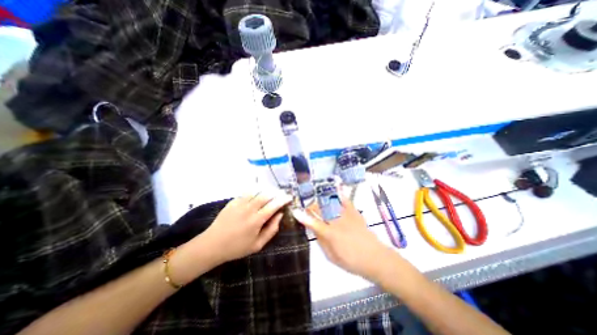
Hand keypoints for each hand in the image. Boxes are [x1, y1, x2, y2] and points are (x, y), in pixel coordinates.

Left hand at [189, 191, 293, 266]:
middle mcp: (249, 208)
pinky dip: (256, 191)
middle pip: (266, 195)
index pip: (274, 205)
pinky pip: (247, 192)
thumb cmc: (237, 247)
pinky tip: (258, 194)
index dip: (283, 199)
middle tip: (282, 194)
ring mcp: (240, 203)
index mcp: (257, 220)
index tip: (289, 197)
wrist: (212, 245)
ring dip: (267, 190)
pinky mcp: (233, 201)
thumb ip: (271, 230)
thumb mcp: (258, 245)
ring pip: (257, 191)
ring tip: (272, 193)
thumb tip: (279, 215)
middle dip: (276, 193)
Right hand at [294, 192, 392, 277]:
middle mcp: (336, 222)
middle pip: (320, 210)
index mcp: (330, 234)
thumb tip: (314, 230)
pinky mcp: (355, 213)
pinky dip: (340, 194)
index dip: (303, 217)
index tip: (295, 211)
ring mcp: (346, 216)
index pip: (313, 223)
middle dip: (311, 206)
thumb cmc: (351, 261)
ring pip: (331, 204)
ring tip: (317, 199)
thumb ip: (321, 242)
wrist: (375, 258)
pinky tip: (336, 188)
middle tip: (307, 206)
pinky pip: (346, 201)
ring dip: (321, 200)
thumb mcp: (332, 256)